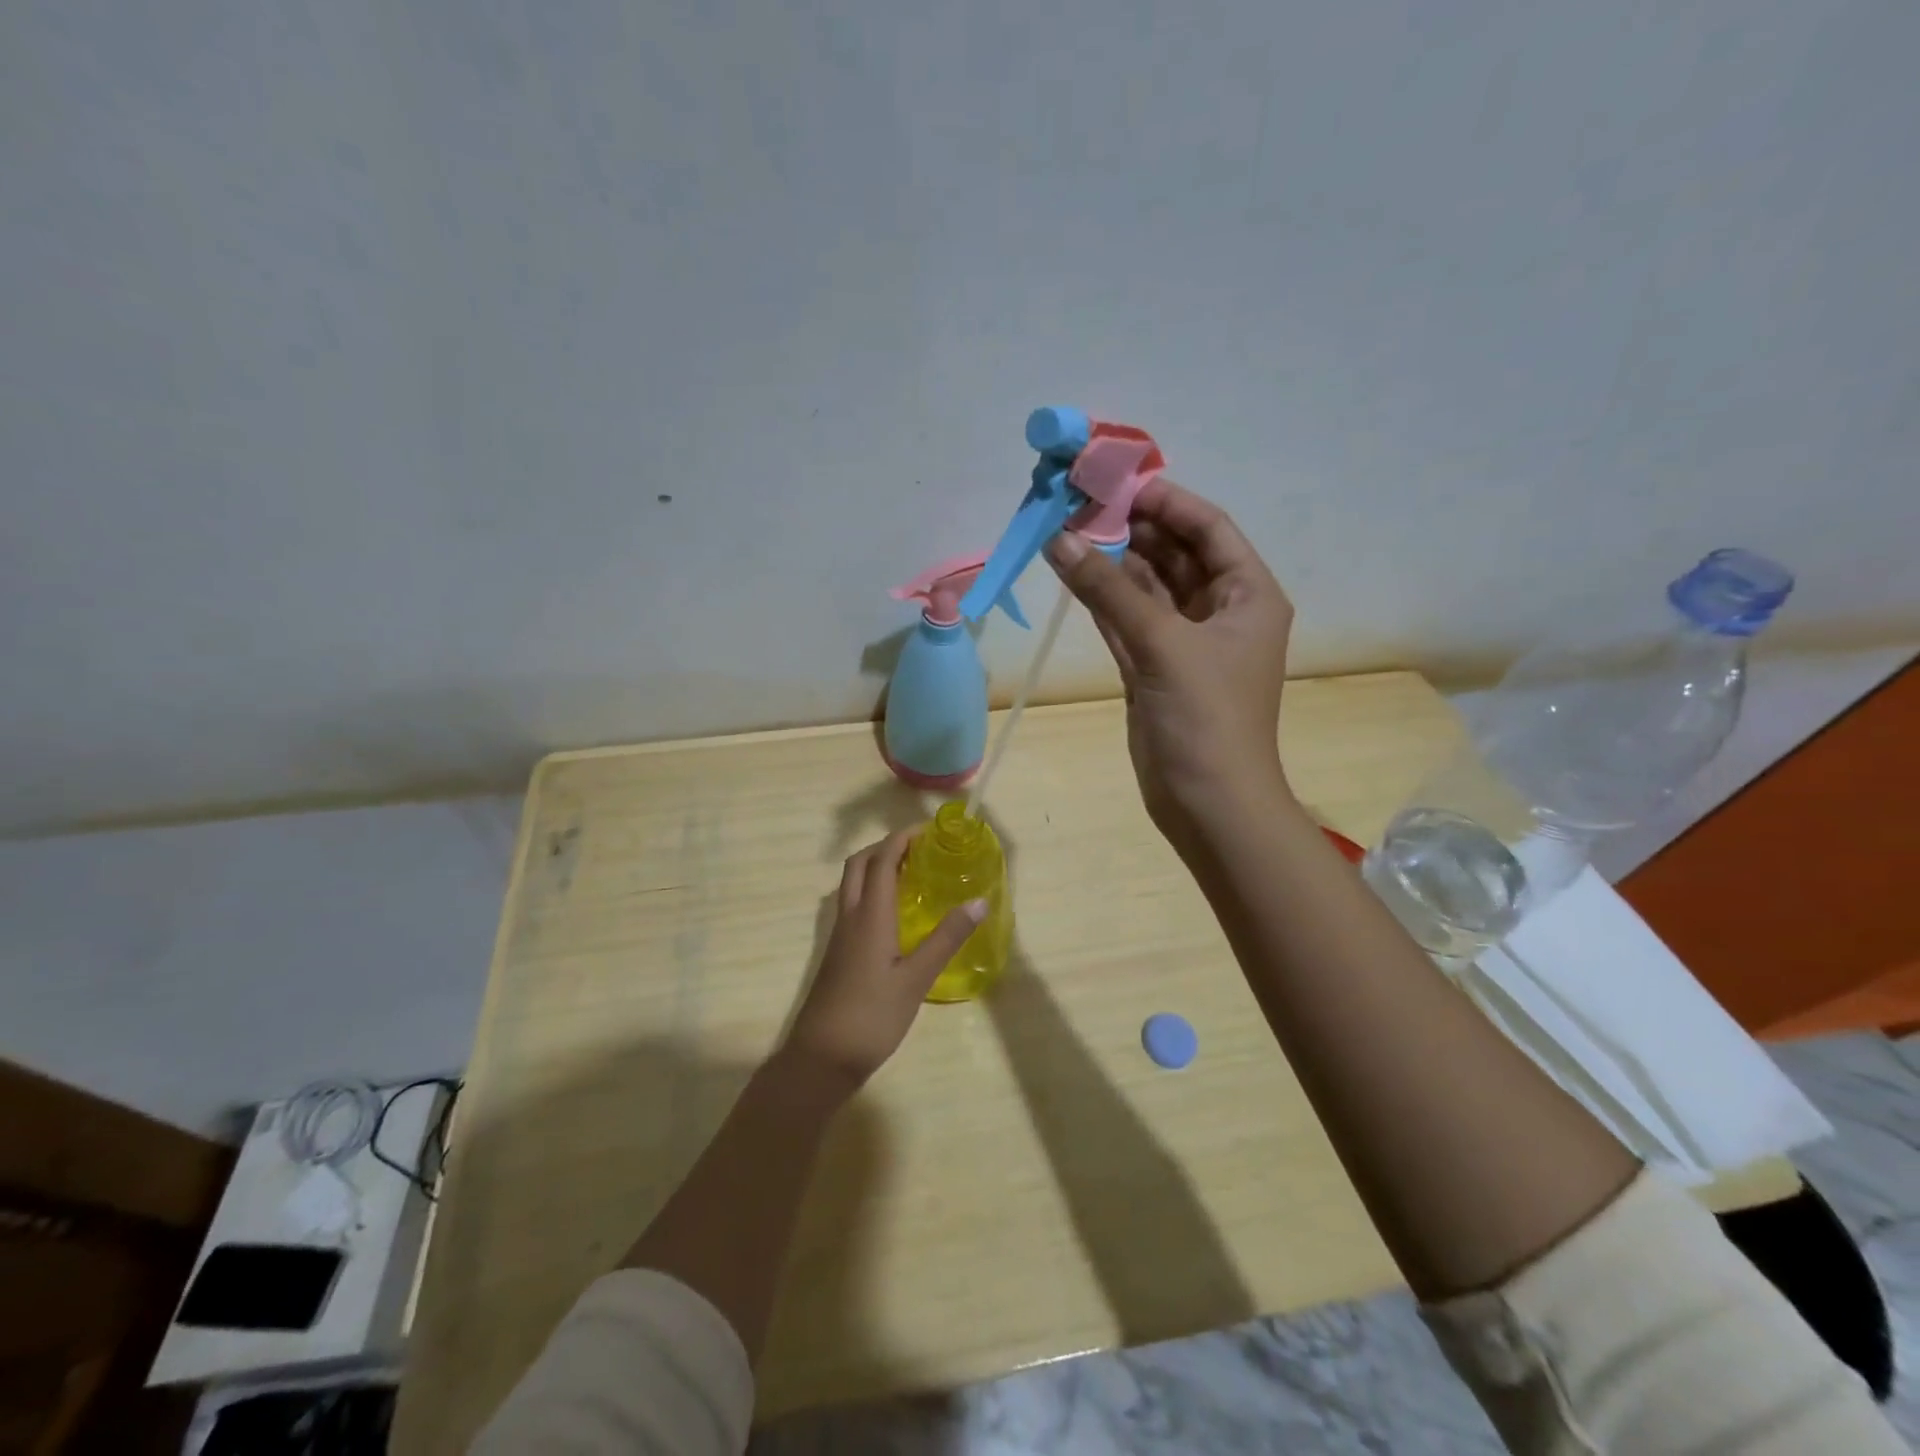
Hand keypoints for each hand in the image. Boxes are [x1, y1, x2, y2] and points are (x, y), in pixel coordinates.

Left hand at [782, 829, 985, 1091]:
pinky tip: (894, 914)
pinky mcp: (838, 953)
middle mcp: (850, 916)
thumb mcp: (916, 979)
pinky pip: (852, 905)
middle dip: (887, 846)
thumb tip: (978, 901)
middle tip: (920, 849)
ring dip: (876, 867)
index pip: (882, 860)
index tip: (930, 831)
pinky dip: (872, 891)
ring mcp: (840, 935)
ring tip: (911, 874)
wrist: (821, 1058)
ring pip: (852, 884)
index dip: (903, 839)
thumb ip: (946, 938)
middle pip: (860, 864)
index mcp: (869, 915)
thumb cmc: (872, 1016)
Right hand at [1046, 479, 1294, 854]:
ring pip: (1146, 588)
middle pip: (1174, 554)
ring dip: (1113, 562)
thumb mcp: (1163, 644)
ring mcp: (1185, 642)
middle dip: (1132, 528)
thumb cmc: (1206, 717)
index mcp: (1248, 595)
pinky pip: (1127, 620)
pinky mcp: (1155, 668)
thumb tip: (1062, 539)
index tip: (1119, 481)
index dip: (1167, 502)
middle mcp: (1220, 611)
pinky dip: (1103, 600)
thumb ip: (1110, 591)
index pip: (1209, 529)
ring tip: (1069, 530)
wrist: (1208, 802)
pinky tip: (1072, 573)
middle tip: (1081, 503)